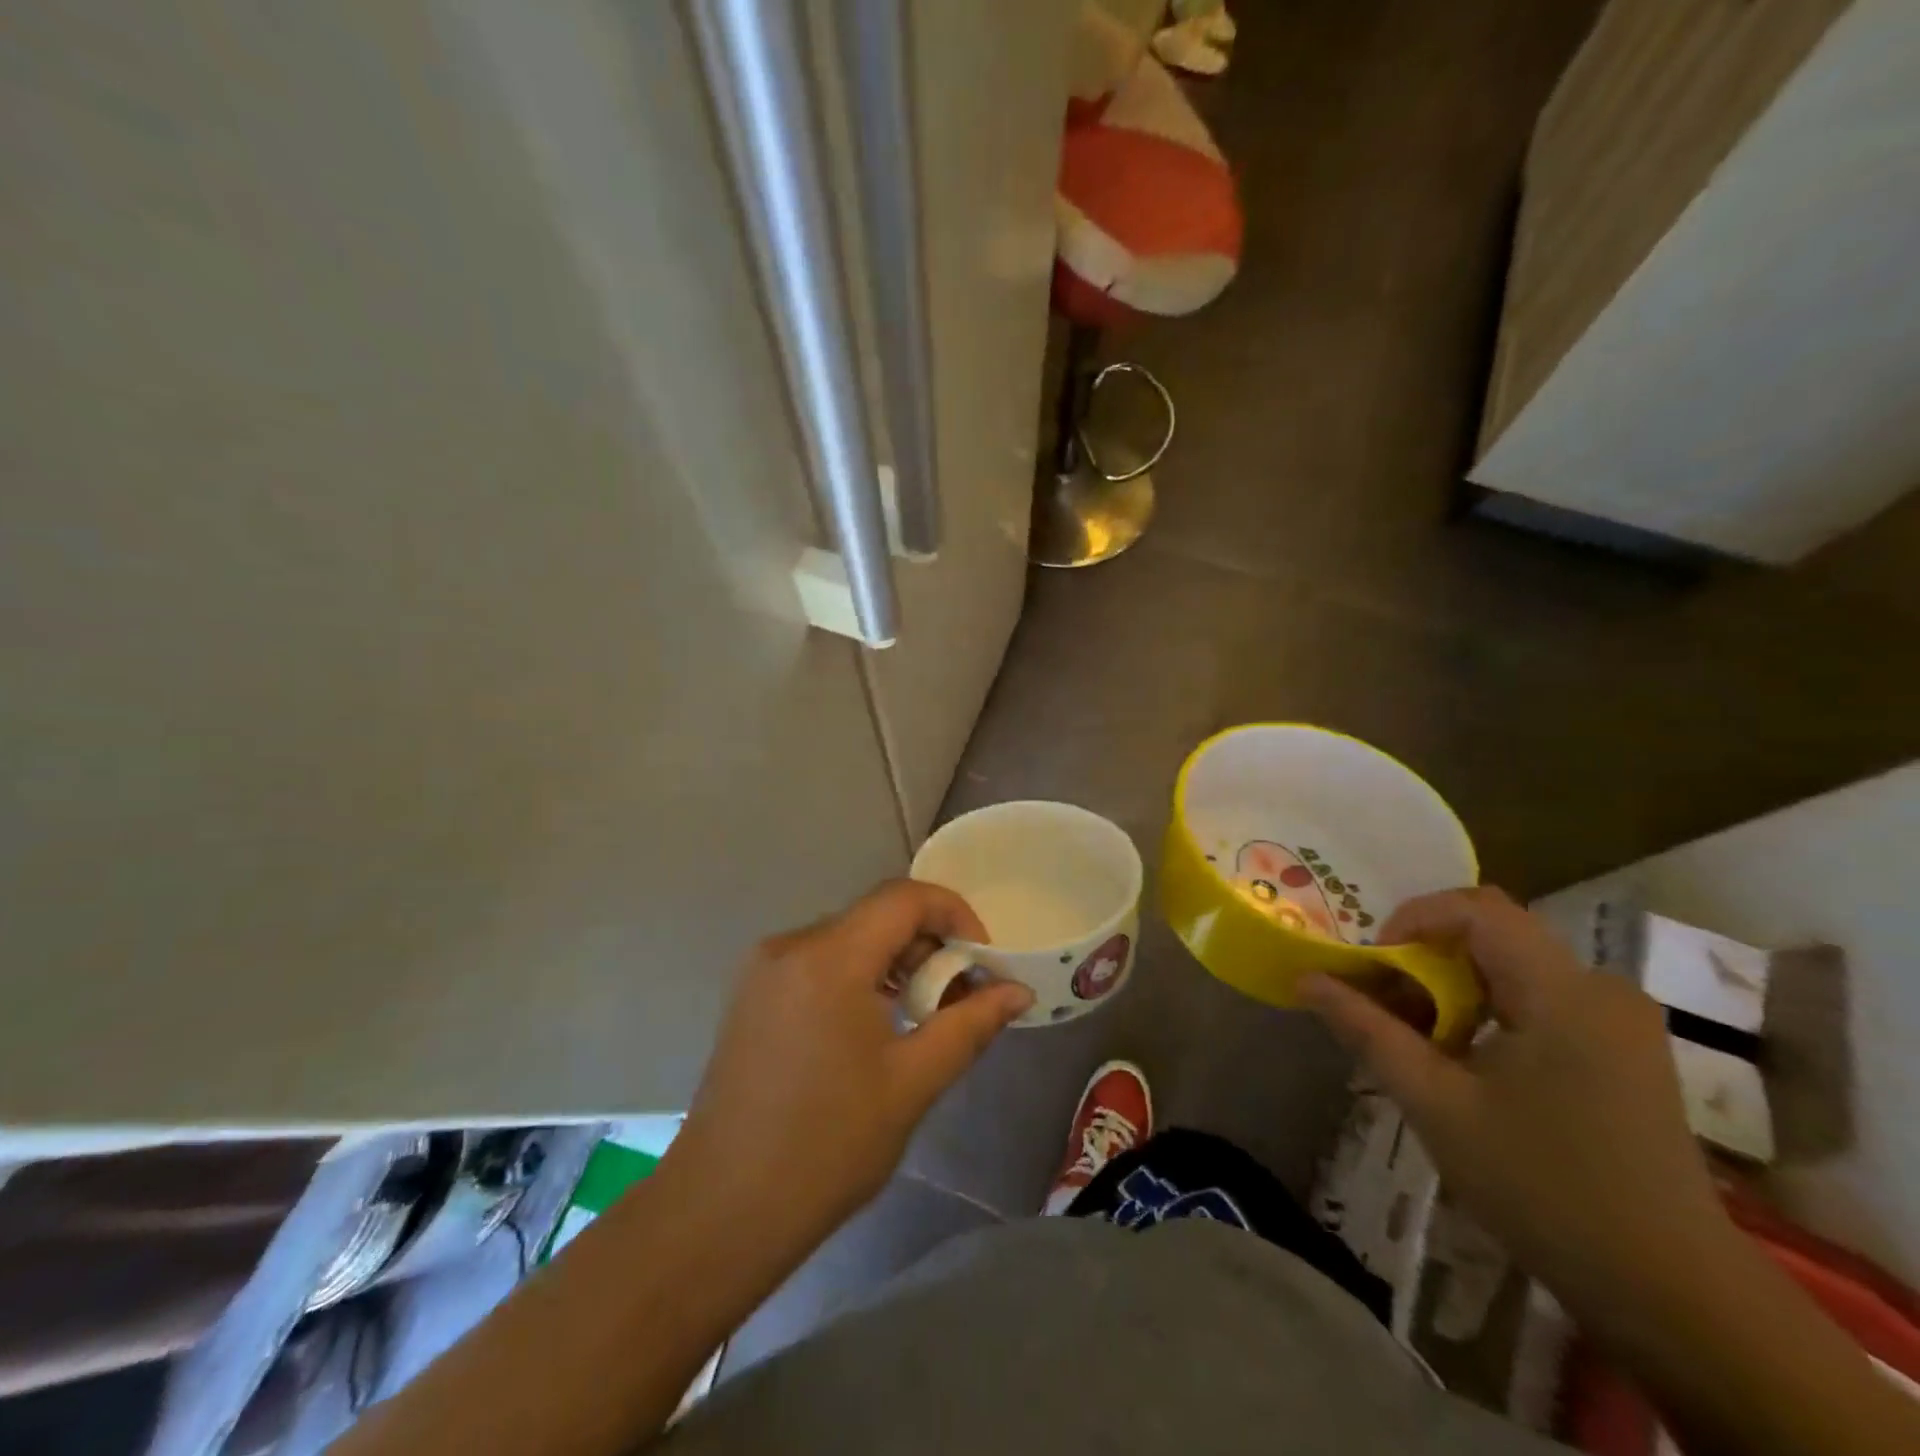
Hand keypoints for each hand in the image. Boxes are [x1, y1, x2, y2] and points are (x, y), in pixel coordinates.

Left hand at [662, 880, 1032, 1246]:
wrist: (722, 1210)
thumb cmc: (826, 1146)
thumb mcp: (912, 1083)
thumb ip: (970, 1025)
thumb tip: (1018, 991)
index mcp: (828, 957)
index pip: (904, 898)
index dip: (955, 914)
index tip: (984, 960)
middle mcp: (790, 945)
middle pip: (876, 916)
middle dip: (928, 945)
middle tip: (960, 998)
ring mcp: (763, 968)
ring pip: (848, 938)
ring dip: (894, 963)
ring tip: (922, 1016)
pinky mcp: (751, 993)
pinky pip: (819, 962)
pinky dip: (858, 977)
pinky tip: (873, 1026)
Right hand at [1302, 887, 1724, 1309]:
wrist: (1673, 1294)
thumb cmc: (1544, 1188)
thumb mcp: (1435, 1104)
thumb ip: (1367, 1030)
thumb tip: (1306, 979)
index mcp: (1562, 990)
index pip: (1476, 909)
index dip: (1413, 919)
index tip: (1376, 966)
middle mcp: (1600, 987)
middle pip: (1493, 933)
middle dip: (1425, 956)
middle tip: (1384, 1002)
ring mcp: (1619, 1020)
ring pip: (1513, 965)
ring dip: (1453, 985)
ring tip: (1416, 1037)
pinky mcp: (1624, 1050)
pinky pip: (1540, 996)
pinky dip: (1488, 1008)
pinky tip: (1465, 1060)